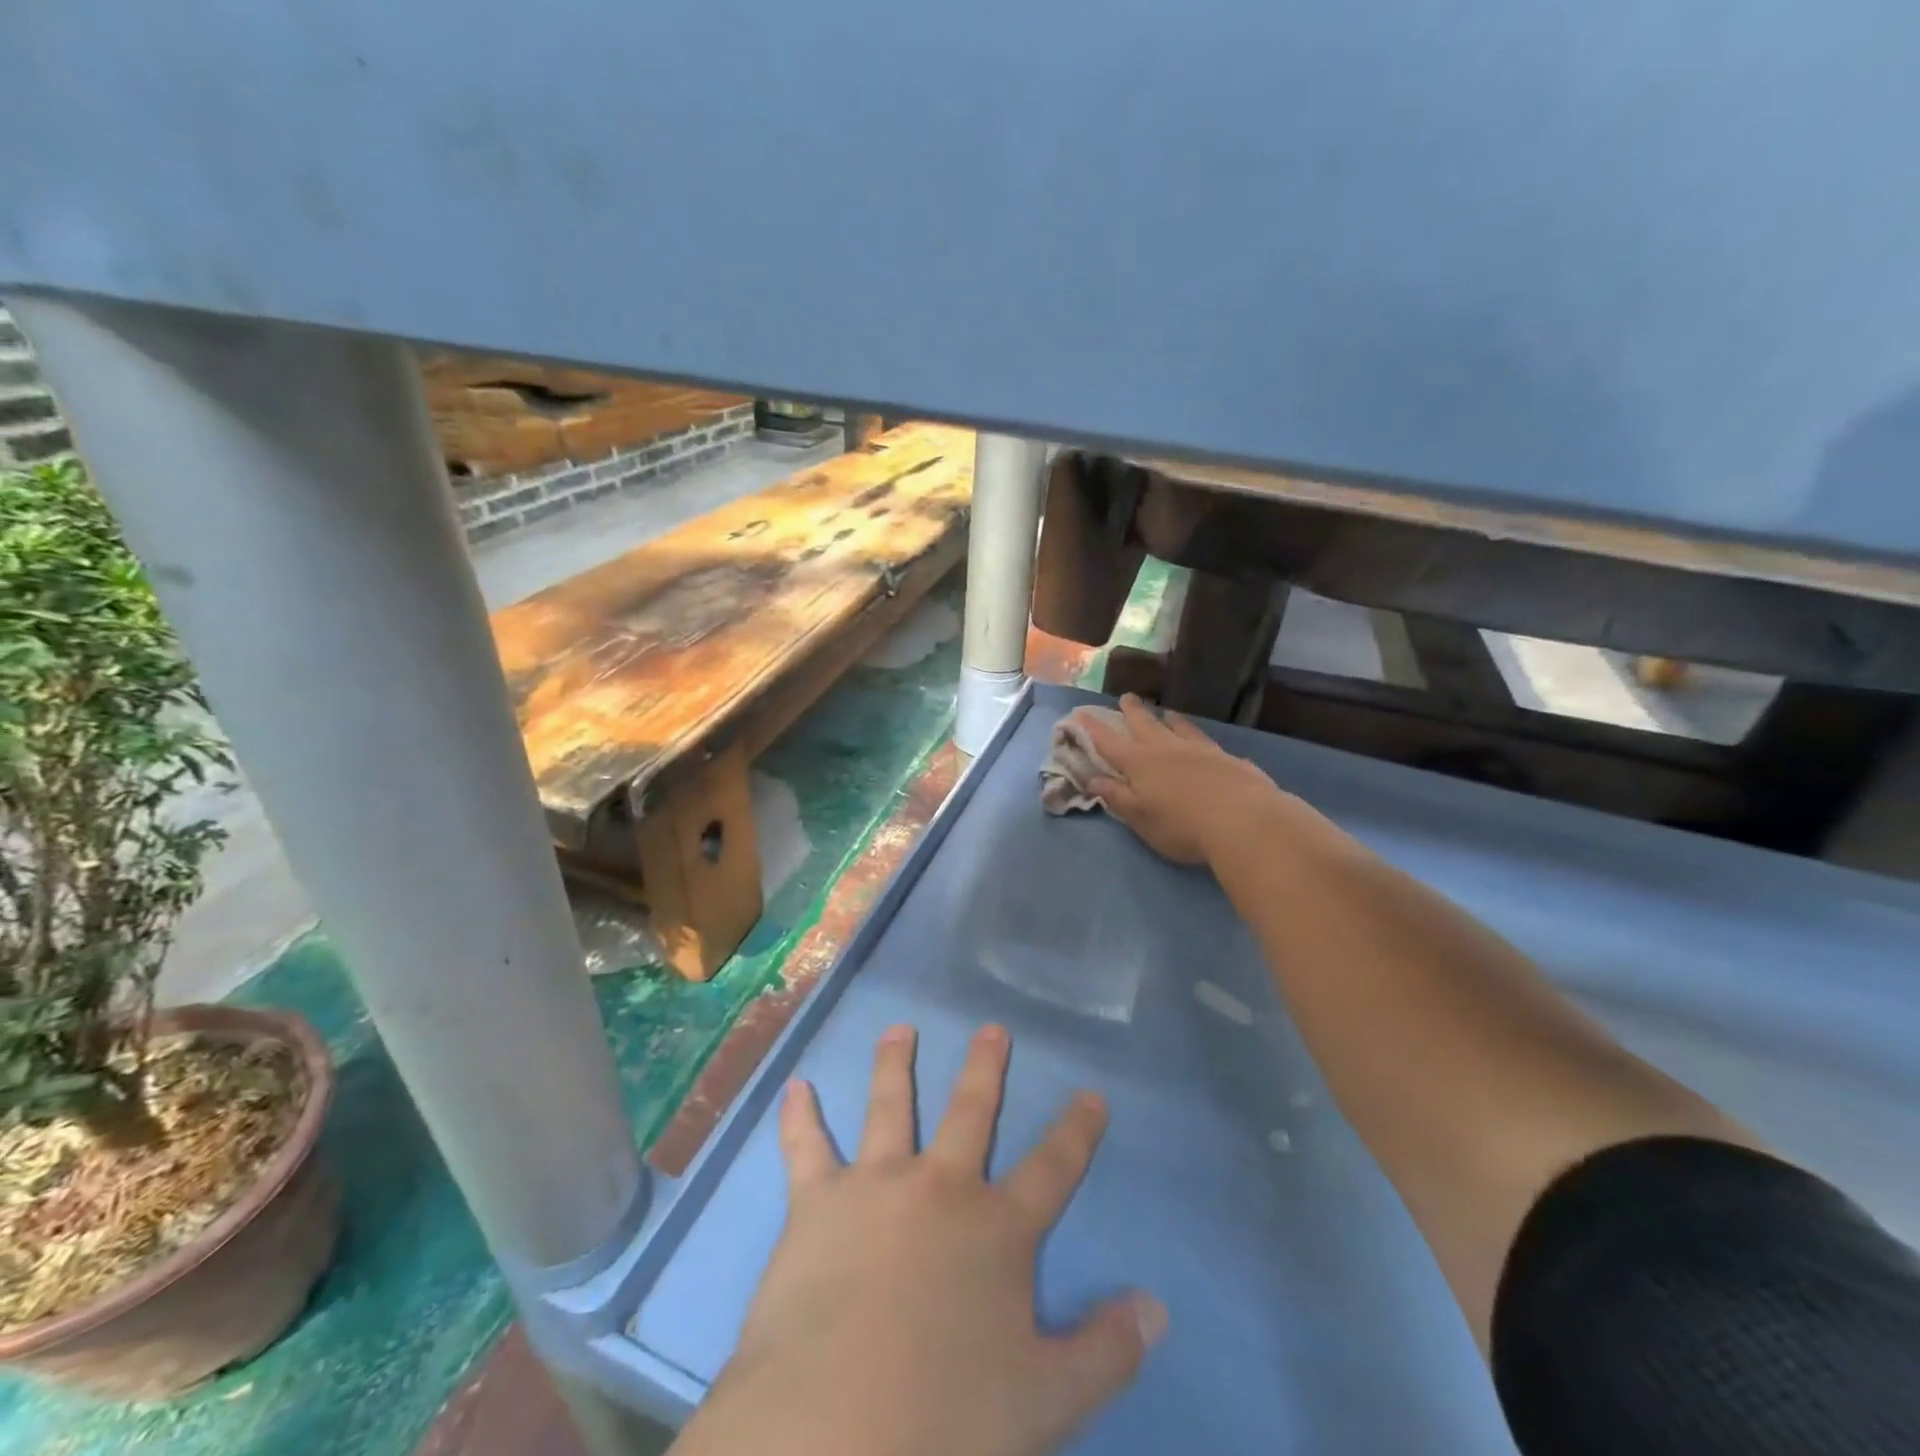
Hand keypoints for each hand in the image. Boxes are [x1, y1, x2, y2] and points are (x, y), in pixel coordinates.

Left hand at [674, 1025, 1165, 1455]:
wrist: (835, 1424)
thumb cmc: (946, 1415)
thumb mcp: (1046, 1400)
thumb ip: (1106, 1352)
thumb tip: (1156, 1307)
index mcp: (996, 1228)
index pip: (1052, 1168)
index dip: (1077, 1131)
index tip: (1092, 1094)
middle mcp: (939, 1187)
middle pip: (970, 1113)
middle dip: (985, 1069)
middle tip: (992, 1028)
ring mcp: (876, 1184)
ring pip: (889, 1107)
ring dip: (895, 1065)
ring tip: (900, 1029)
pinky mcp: (817, 1201)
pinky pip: (806, 1148)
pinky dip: (799, 1117)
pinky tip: (796, 1086)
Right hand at [1081, 695, 1311, 865]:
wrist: (1245, 822)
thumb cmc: (1182, 826)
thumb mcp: (1140, 818)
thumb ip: (1116, 797)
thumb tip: (1092, 779)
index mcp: (1140, 764)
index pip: (1110, 743)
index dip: (1094, 729)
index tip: (1081, 714)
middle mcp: (1168, 750)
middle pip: (1145, 725)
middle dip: (1132, 712)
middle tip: (1126, 697)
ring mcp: (1201, 751)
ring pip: (1180, 728)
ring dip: (1169, 719)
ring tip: (1165, 712)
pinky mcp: (1229, 759)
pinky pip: (1209, 743)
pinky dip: (1200, 739)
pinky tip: (1206, 743)